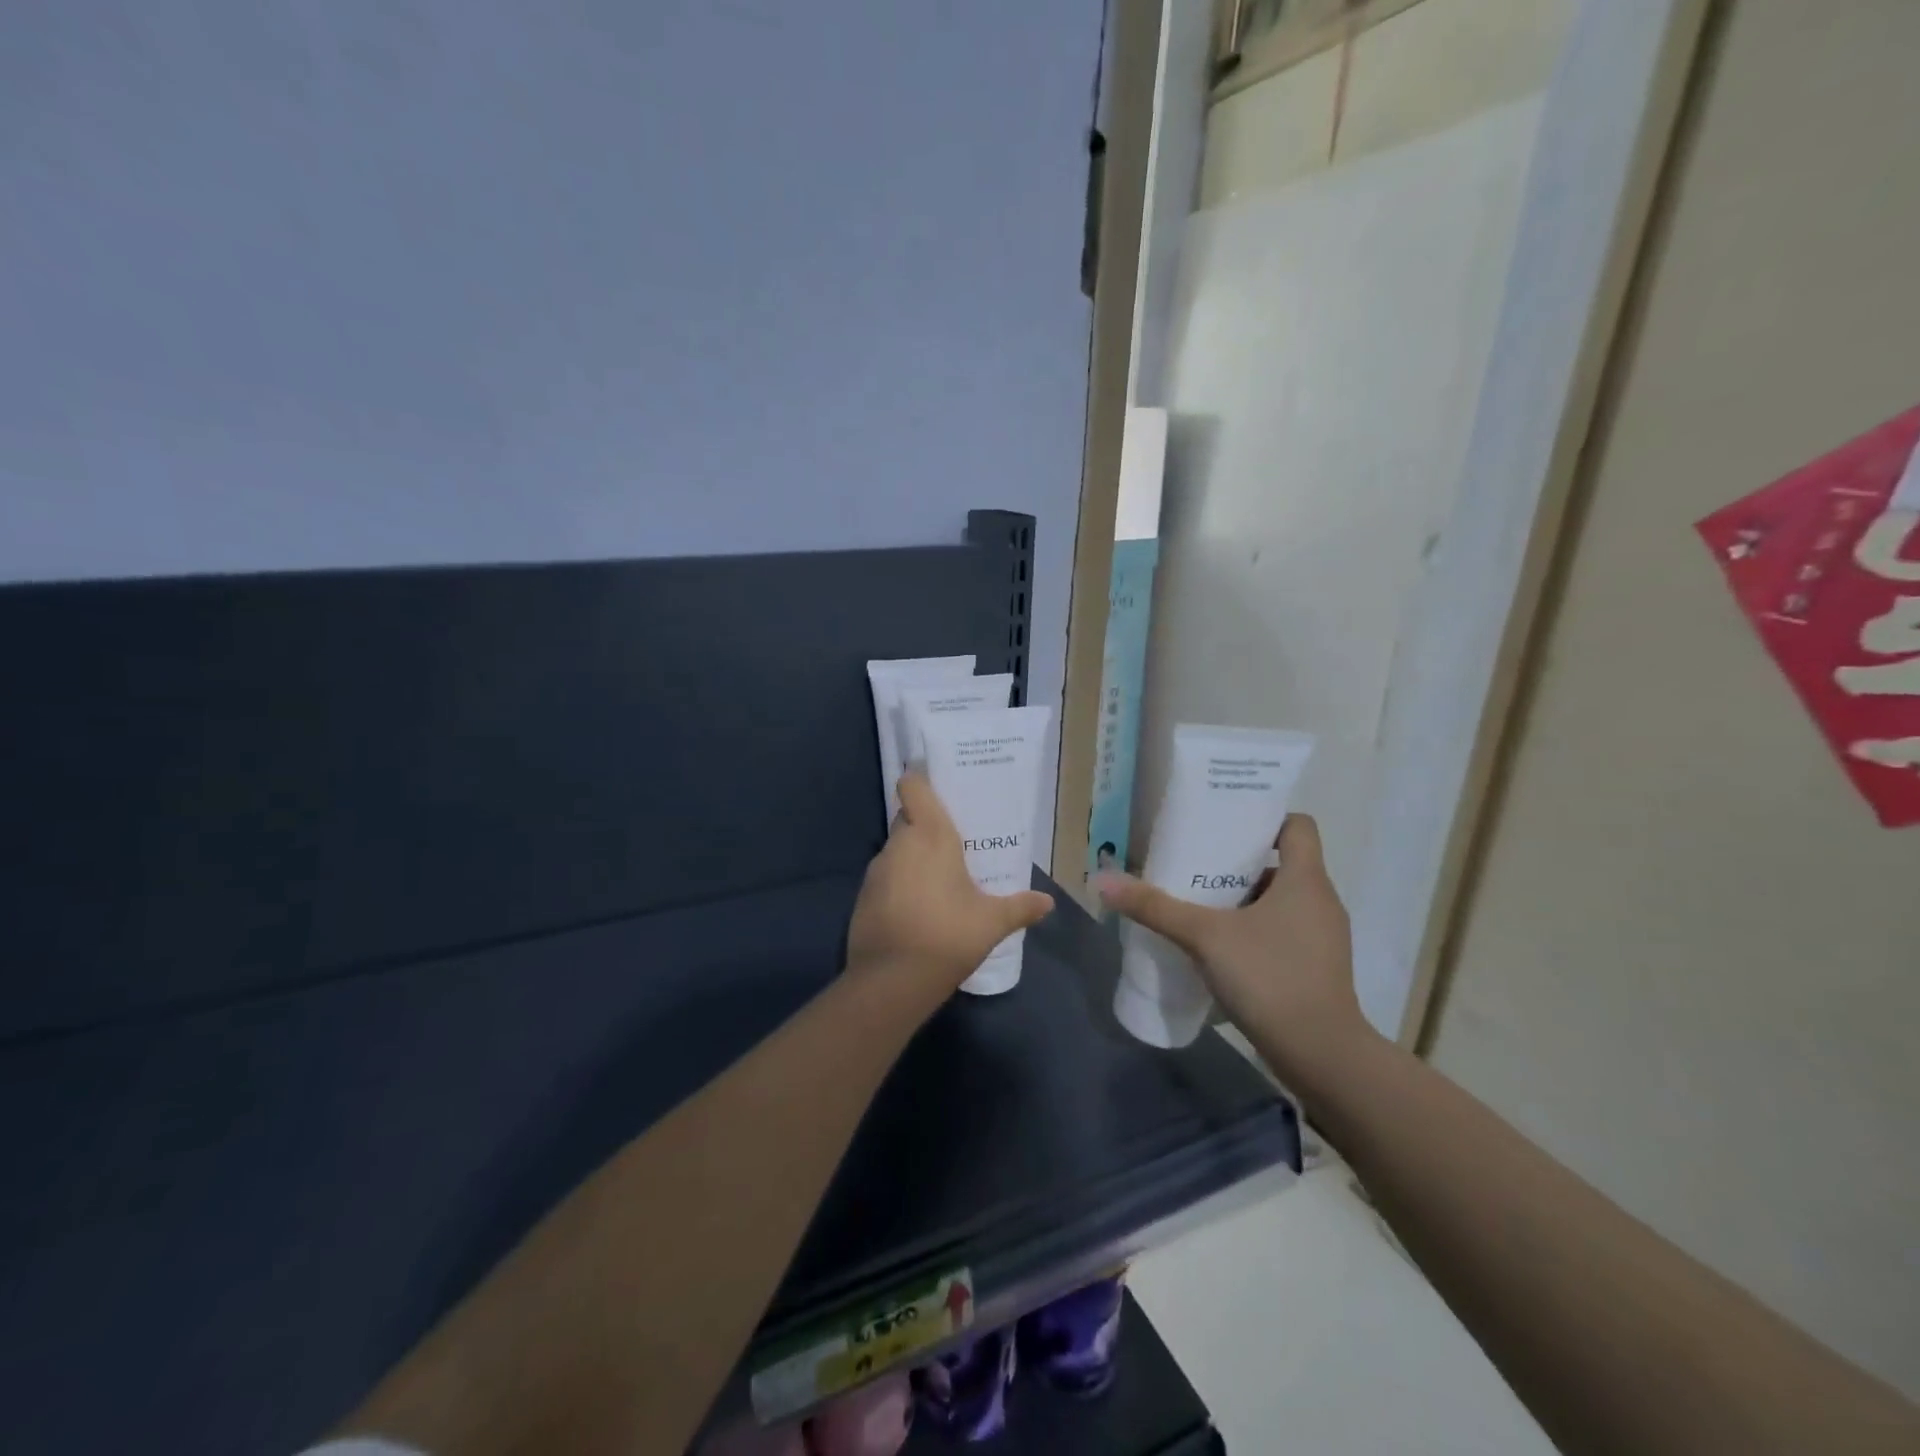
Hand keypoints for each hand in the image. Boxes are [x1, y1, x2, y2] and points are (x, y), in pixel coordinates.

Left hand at [845, 772, 1053, 1004]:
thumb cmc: (948, 935)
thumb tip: (1048, 902)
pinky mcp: (863, 896)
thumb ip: (1020, 907)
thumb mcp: (992, 922)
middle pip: (908, 818)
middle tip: (954, 841)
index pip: (913, 787)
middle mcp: (899, 844)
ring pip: (897, 849)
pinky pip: (886, 877)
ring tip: (941, 878)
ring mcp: (876, 870)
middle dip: (926, 825)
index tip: (936, 783)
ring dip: (914, 857)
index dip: (920, 780)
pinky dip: (900, 883)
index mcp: (930, 835)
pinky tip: (919, 907)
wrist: (892, 981)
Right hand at [1097, 815, 1368, 1079]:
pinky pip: (1284, 931)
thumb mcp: (1204, 936)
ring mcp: (1322, 937)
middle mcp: (1321, 901)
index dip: (1265, 818)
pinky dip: (1254, 929)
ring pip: (1281, 900)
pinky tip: (1219, 947)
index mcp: (1306, 879)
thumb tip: (1102, 879)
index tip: (1225, 824)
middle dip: (1239, 862)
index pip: (1297, 825)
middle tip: (1195, 863)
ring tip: (1199, 904)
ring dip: (1243, 899)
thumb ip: (1154, 907)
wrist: (1321, 1056)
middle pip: (1282, 863)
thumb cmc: (1270, 977)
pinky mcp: (1316, 967)